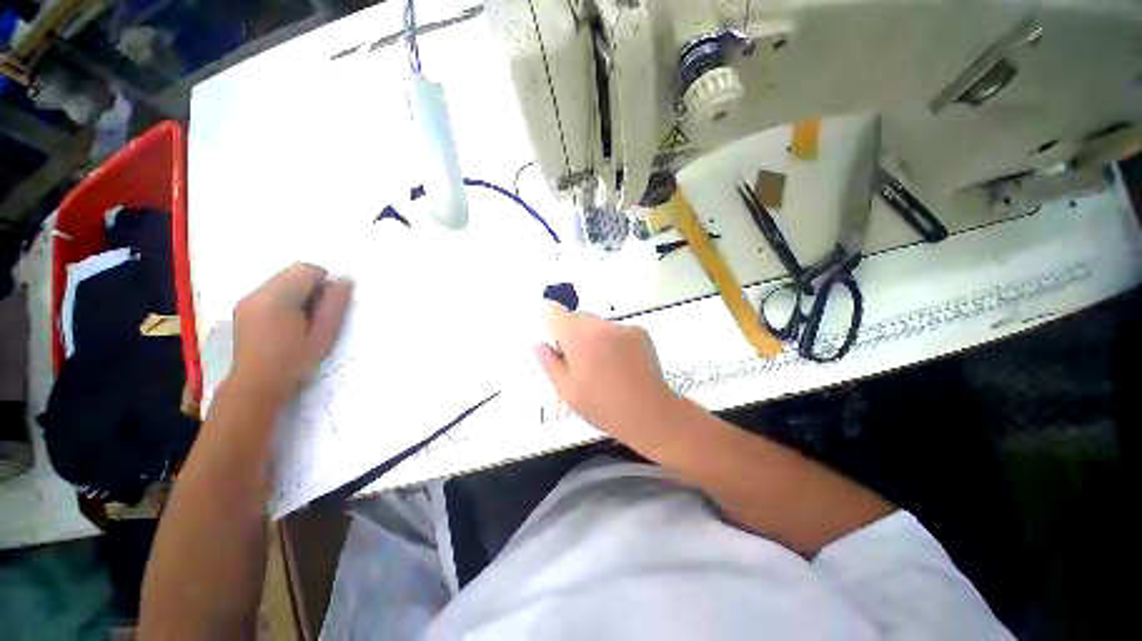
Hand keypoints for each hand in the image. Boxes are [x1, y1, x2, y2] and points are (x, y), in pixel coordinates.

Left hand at [230, 264, 352, 403]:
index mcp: (276, 298)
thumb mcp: (323, 335)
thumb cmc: (294, 361)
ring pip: (281, 283)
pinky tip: (288, 324)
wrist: (256, 386)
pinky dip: (285, 301)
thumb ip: (335, 305)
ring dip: (298, 295)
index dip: (325, 283)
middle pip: (292, 274)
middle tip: (319, 316)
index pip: (306, 271)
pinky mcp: (243, 310)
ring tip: (304, 322)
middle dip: (311, 288)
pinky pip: (270, 293)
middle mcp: (256, 293)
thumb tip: (345, 281)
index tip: (330, 306)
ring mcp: (246, 301)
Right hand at [535, 302, 676, 447]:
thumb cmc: (603, 406)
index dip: (548, 317)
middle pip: (578, 317)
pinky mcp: (640, 332)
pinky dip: (613, 340)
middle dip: (572, 332)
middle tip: (576, 360)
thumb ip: (549, 363)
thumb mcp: (567, 390)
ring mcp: (623, 327)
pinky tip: (619, 364)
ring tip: (601, 365)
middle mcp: (600, 325)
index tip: (549, 329)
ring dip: (593, 336)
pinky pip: (617, 330)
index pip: (555, 312)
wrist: (649, 413)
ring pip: (598, 324)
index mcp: (578, 337)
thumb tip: (540, 345)